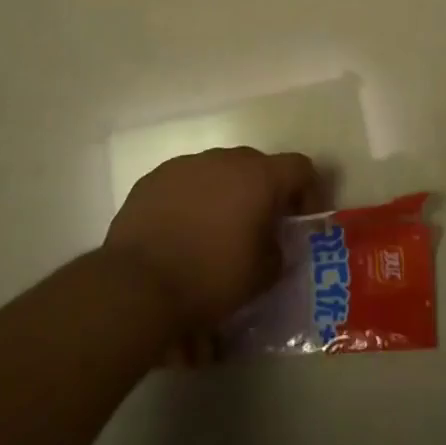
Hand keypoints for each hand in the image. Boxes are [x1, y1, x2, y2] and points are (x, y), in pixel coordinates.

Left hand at [104, 148, 324, 336]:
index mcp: (259, 177)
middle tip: (259, 229)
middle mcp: (225, 159)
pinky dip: (192, 202)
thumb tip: (271, 244)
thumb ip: (277, 253)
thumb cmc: (210, 278)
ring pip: (219, 173)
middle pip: (257, 167)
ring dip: (226, 196)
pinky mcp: (154, 179)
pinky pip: (185, 183)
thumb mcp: (261, 277)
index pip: (300, 167)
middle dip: (263, 194)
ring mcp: (187, 165)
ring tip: (215, 234)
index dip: (309, 191)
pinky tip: (181, 234)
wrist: (136, 285)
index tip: (303, 220)